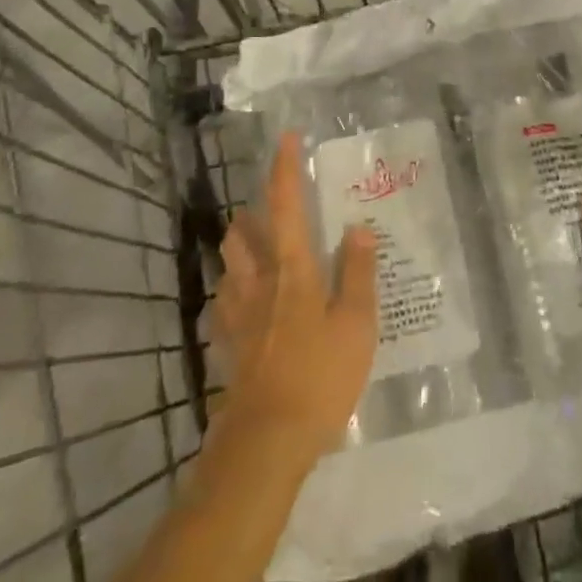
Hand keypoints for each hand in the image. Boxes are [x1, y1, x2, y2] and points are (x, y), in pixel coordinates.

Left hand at [213, 132, 378, 460]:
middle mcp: (257, 280)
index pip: (285, 204)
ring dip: (240, 248)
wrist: (266, 443)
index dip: (285, 168)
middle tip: (274, 212)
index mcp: (291, 268)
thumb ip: (357, 272)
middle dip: (252, 212)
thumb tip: (356, 227)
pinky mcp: (226, 344)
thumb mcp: (356, 324)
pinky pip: (224, 303)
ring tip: (262, 252)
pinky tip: (249, 305)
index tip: (286, 138)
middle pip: (241, 231)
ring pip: (228, 263)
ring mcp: (236, 313)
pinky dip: (234, 291)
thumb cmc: (319, 378)